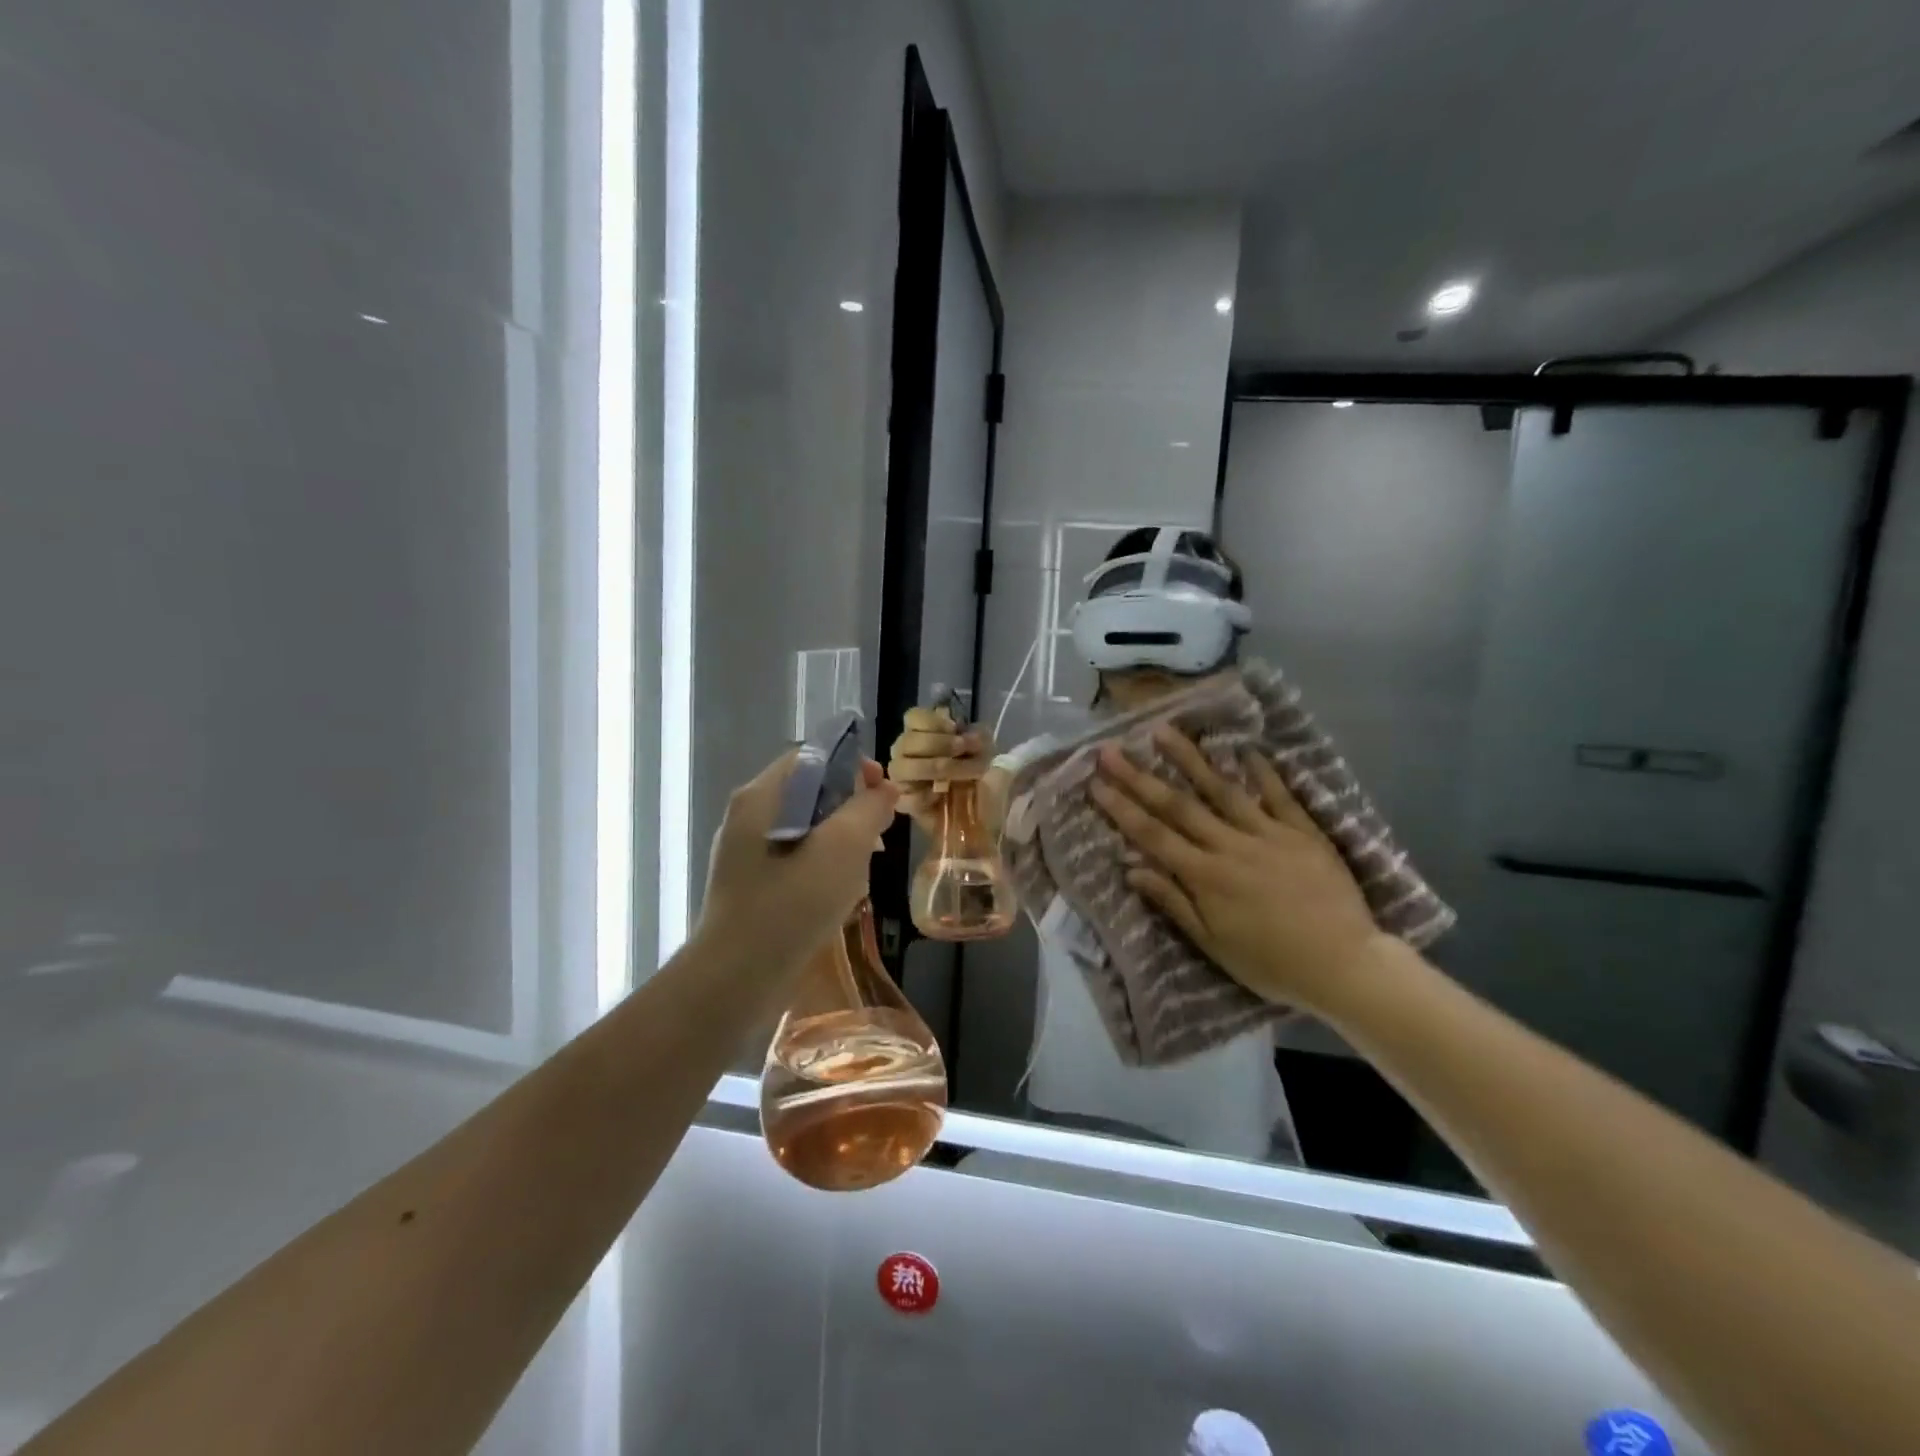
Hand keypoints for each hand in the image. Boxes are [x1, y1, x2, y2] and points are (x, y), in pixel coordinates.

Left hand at [696, 751, 899, 976]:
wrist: (735, 979)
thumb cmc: (791, 904)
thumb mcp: (843, 848)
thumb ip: (869, 809)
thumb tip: (885, 789)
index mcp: (761, 796)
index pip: (811, 756)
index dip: (853, 765)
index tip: (884, 791)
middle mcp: (748, 817)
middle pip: (810, 791)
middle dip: (852, 807)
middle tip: (881, 834)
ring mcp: (746, 853)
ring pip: (806, 828)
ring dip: (842, 839)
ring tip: (866, 867)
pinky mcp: (752, 885)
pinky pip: (795, 858)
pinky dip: (823, 865)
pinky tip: (842, 893)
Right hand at [886, 706, 994, 829]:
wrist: (986, 814)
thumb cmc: (982, 776)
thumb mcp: (987, 750)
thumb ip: (975, 734)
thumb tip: (963, 733)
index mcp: (923, 734)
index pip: (913, 717)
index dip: (933, 722)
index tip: (956, 729)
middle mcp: (906, 753)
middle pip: (906, 740)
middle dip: (939, 744)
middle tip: (963, 750)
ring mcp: (902, 779)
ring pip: (900, 767)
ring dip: (934, 767)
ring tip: (959, 775)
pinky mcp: (905, 804)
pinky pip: (906, 797)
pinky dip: (924, 795)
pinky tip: (940, 796)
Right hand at [1089, 727, 1383, 1015]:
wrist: (1345, 965)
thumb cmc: (1272, 963)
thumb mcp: (1214, 944)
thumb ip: (1173, 903)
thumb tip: (1131, 869)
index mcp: (1205, 876)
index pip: (1152, 834)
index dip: (1120, 808)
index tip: (1095, 783)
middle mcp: (1229, 845)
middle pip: (1177, 805)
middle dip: (1139, 776)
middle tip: (1111, 750)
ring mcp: (1268, 833)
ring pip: (1221, 789)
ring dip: (1189, 759)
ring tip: (1163, 731)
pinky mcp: (1303, 832)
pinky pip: (1278, 795)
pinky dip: (1261, 771)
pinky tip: (1245, 748)